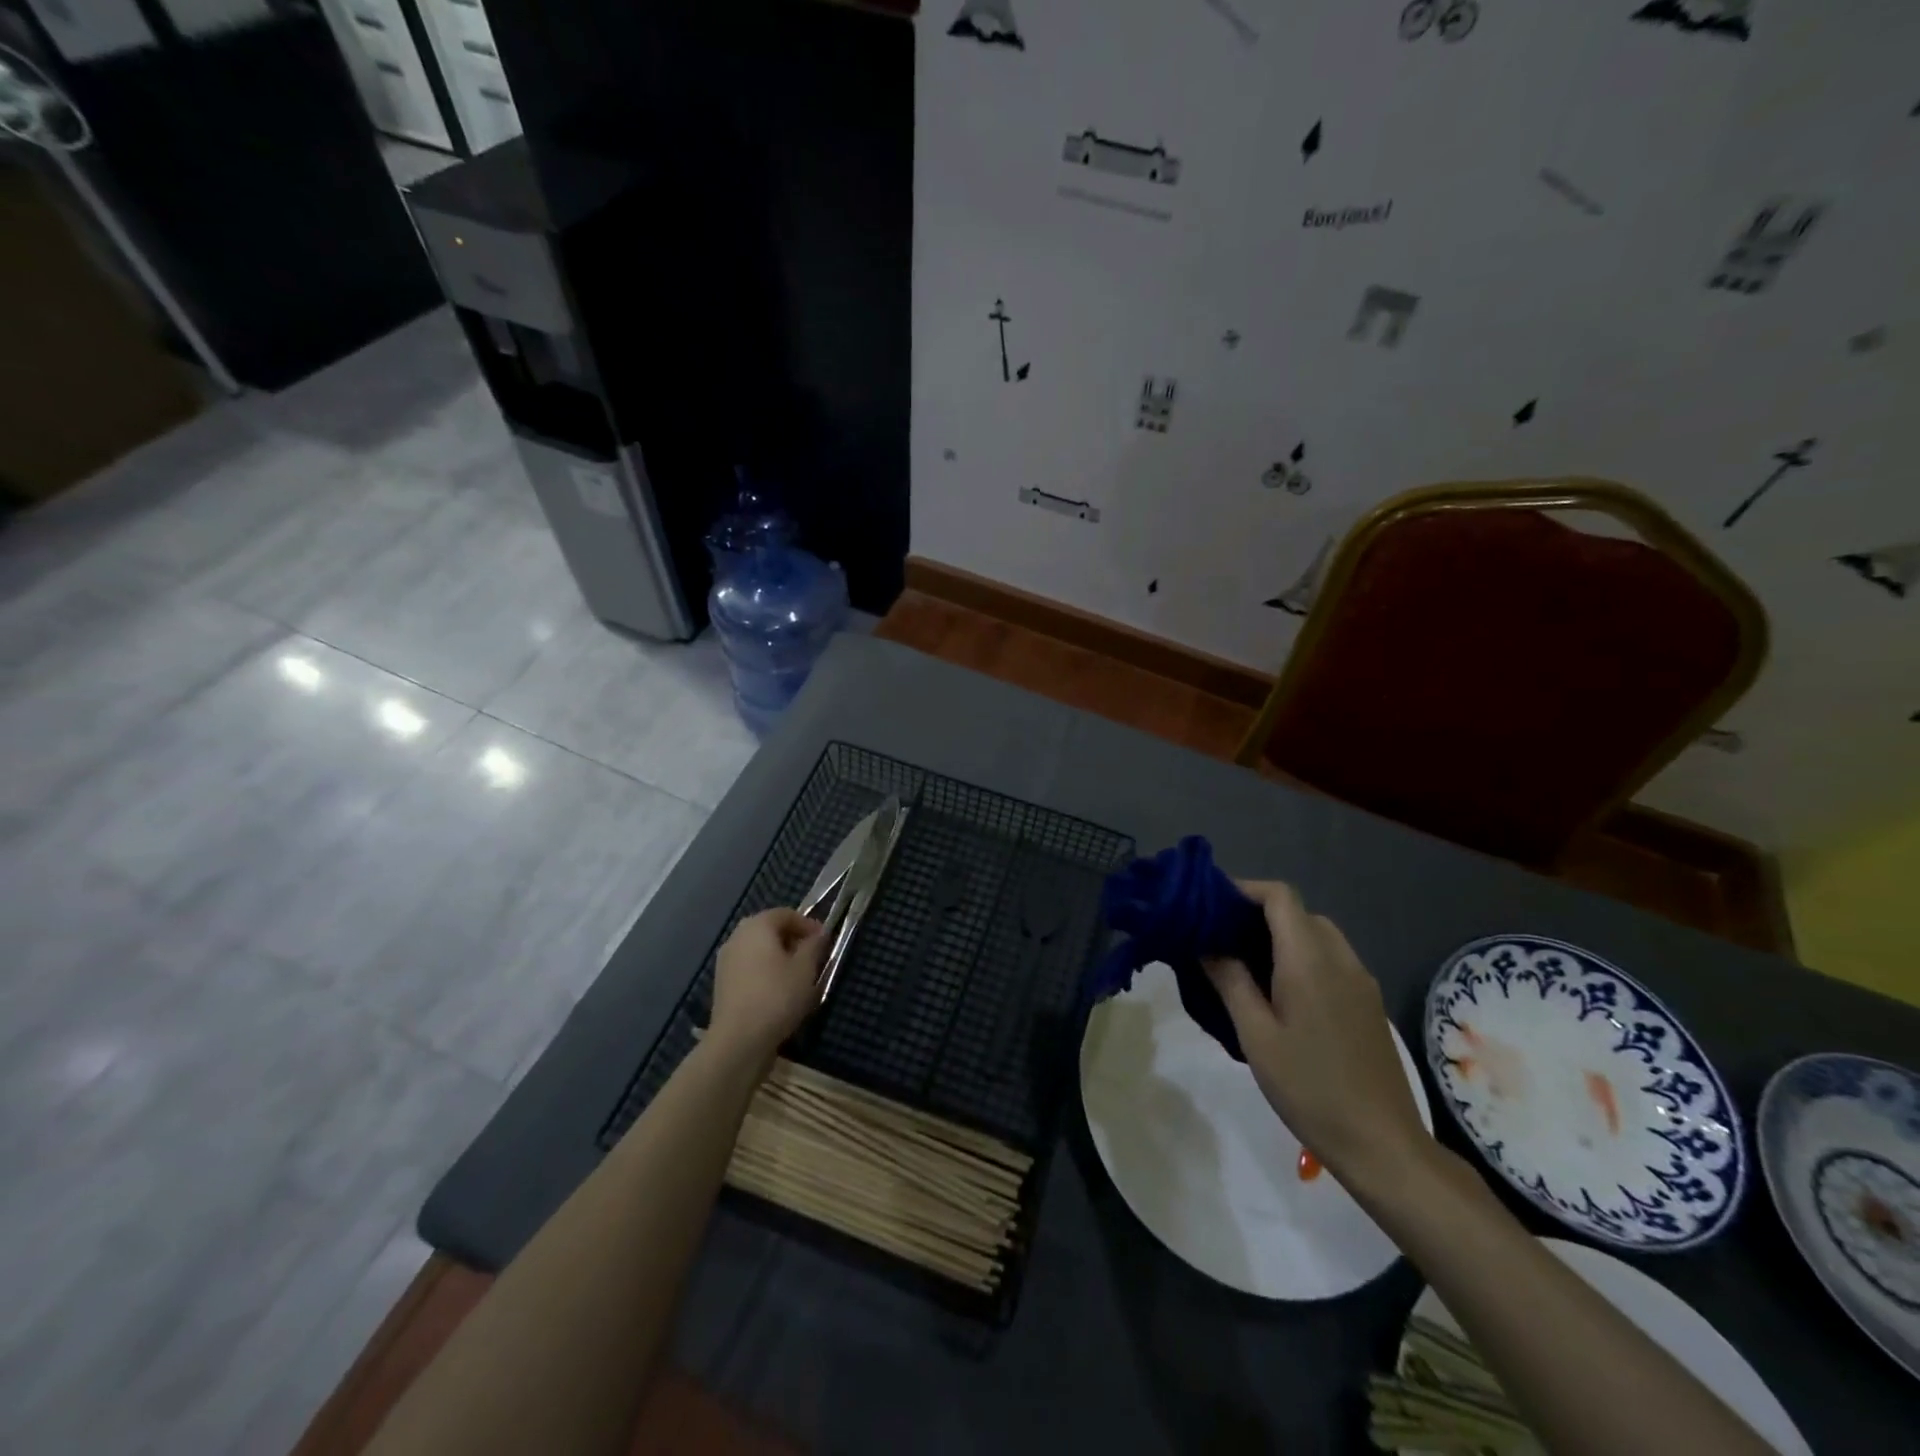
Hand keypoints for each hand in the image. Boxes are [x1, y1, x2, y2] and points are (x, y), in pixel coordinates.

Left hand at [708, 909, 827, 1067]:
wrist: (738, 1040)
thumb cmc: (777, 996)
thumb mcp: (806, 968)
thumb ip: (814, 945)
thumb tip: (819, 933)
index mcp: (757, 926)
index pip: (786, 914)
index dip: (808, 924)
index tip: (824, 941)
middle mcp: (737, 937)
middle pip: (770, 930)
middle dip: (793, 941)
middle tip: (813, 957)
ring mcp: (726, 961)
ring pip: (759, 951)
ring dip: (780, 958)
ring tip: (799, 978)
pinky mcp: (722, 984)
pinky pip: (750, 968)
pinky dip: (766, 973)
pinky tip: (779, 993)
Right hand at [1205, 881, 1431, 1187]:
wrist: (1383, 1144)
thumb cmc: (1310, 1088)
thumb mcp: (1256, 1035)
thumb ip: (1231, 981)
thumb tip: (1207, 944)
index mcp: (1310, 960)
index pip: (1280, 896)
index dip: (1244, 890)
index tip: (1211, 905)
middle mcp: (1340, 959)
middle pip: (1298, 912)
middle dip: (1258, 913)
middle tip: (1220, 936)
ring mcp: (1360, 981)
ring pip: (1317, 934)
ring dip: (1281, 935)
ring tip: (1243, 963)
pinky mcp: (1368, 1003)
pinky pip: (1331, 959)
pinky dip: (1301, 956)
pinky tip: (1279, 991)